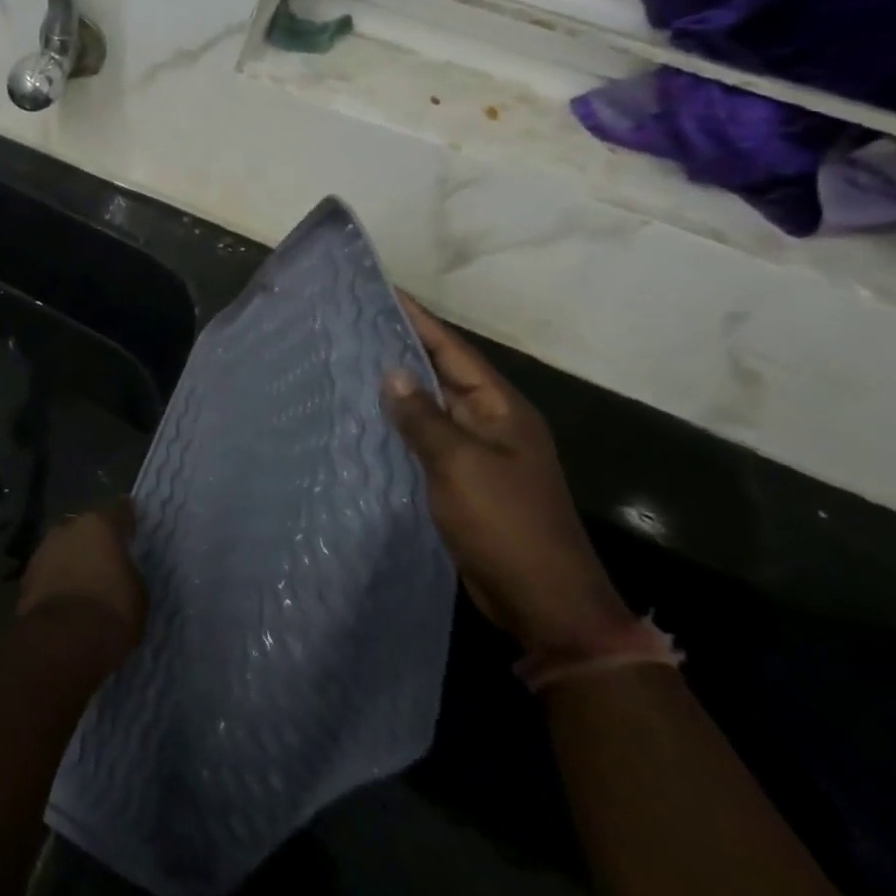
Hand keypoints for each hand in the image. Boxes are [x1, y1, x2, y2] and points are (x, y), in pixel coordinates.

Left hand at [17, 498, 146, 669]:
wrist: (64, 640)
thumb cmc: (112, 611)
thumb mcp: (138, 592)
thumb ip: (128, 571)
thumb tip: (121, 571)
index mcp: (100, 524)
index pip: (119, 510)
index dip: (127, 519)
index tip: (131, 527)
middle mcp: (69, 527)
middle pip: (86, 528)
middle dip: (94, 541)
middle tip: (106, 561)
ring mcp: (43, 549)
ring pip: (64, 548)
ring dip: (72, 559)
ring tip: (84, 583)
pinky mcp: (26, 575)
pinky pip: (49, 571)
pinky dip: (56, 580)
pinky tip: (65, 599)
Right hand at [382, 297, 631, 651]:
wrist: (544, 603)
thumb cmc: (505, 525)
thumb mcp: (460, 465)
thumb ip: (423, 418)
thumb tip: (392, 374)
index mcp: (502, 410)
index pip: (455, 350)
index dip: (420, 320)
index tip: (384, 292)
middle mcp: (492, 424)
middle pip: (443, 373)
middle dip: (403, 348)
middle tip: (355, 323)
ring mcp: (479, 454)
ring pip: (432, 407)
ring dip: (398, 388)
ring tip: (351, 362)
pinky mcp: (463, 481)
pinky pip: (426, 440)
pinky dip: (400, 426)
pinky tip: (366, 420)